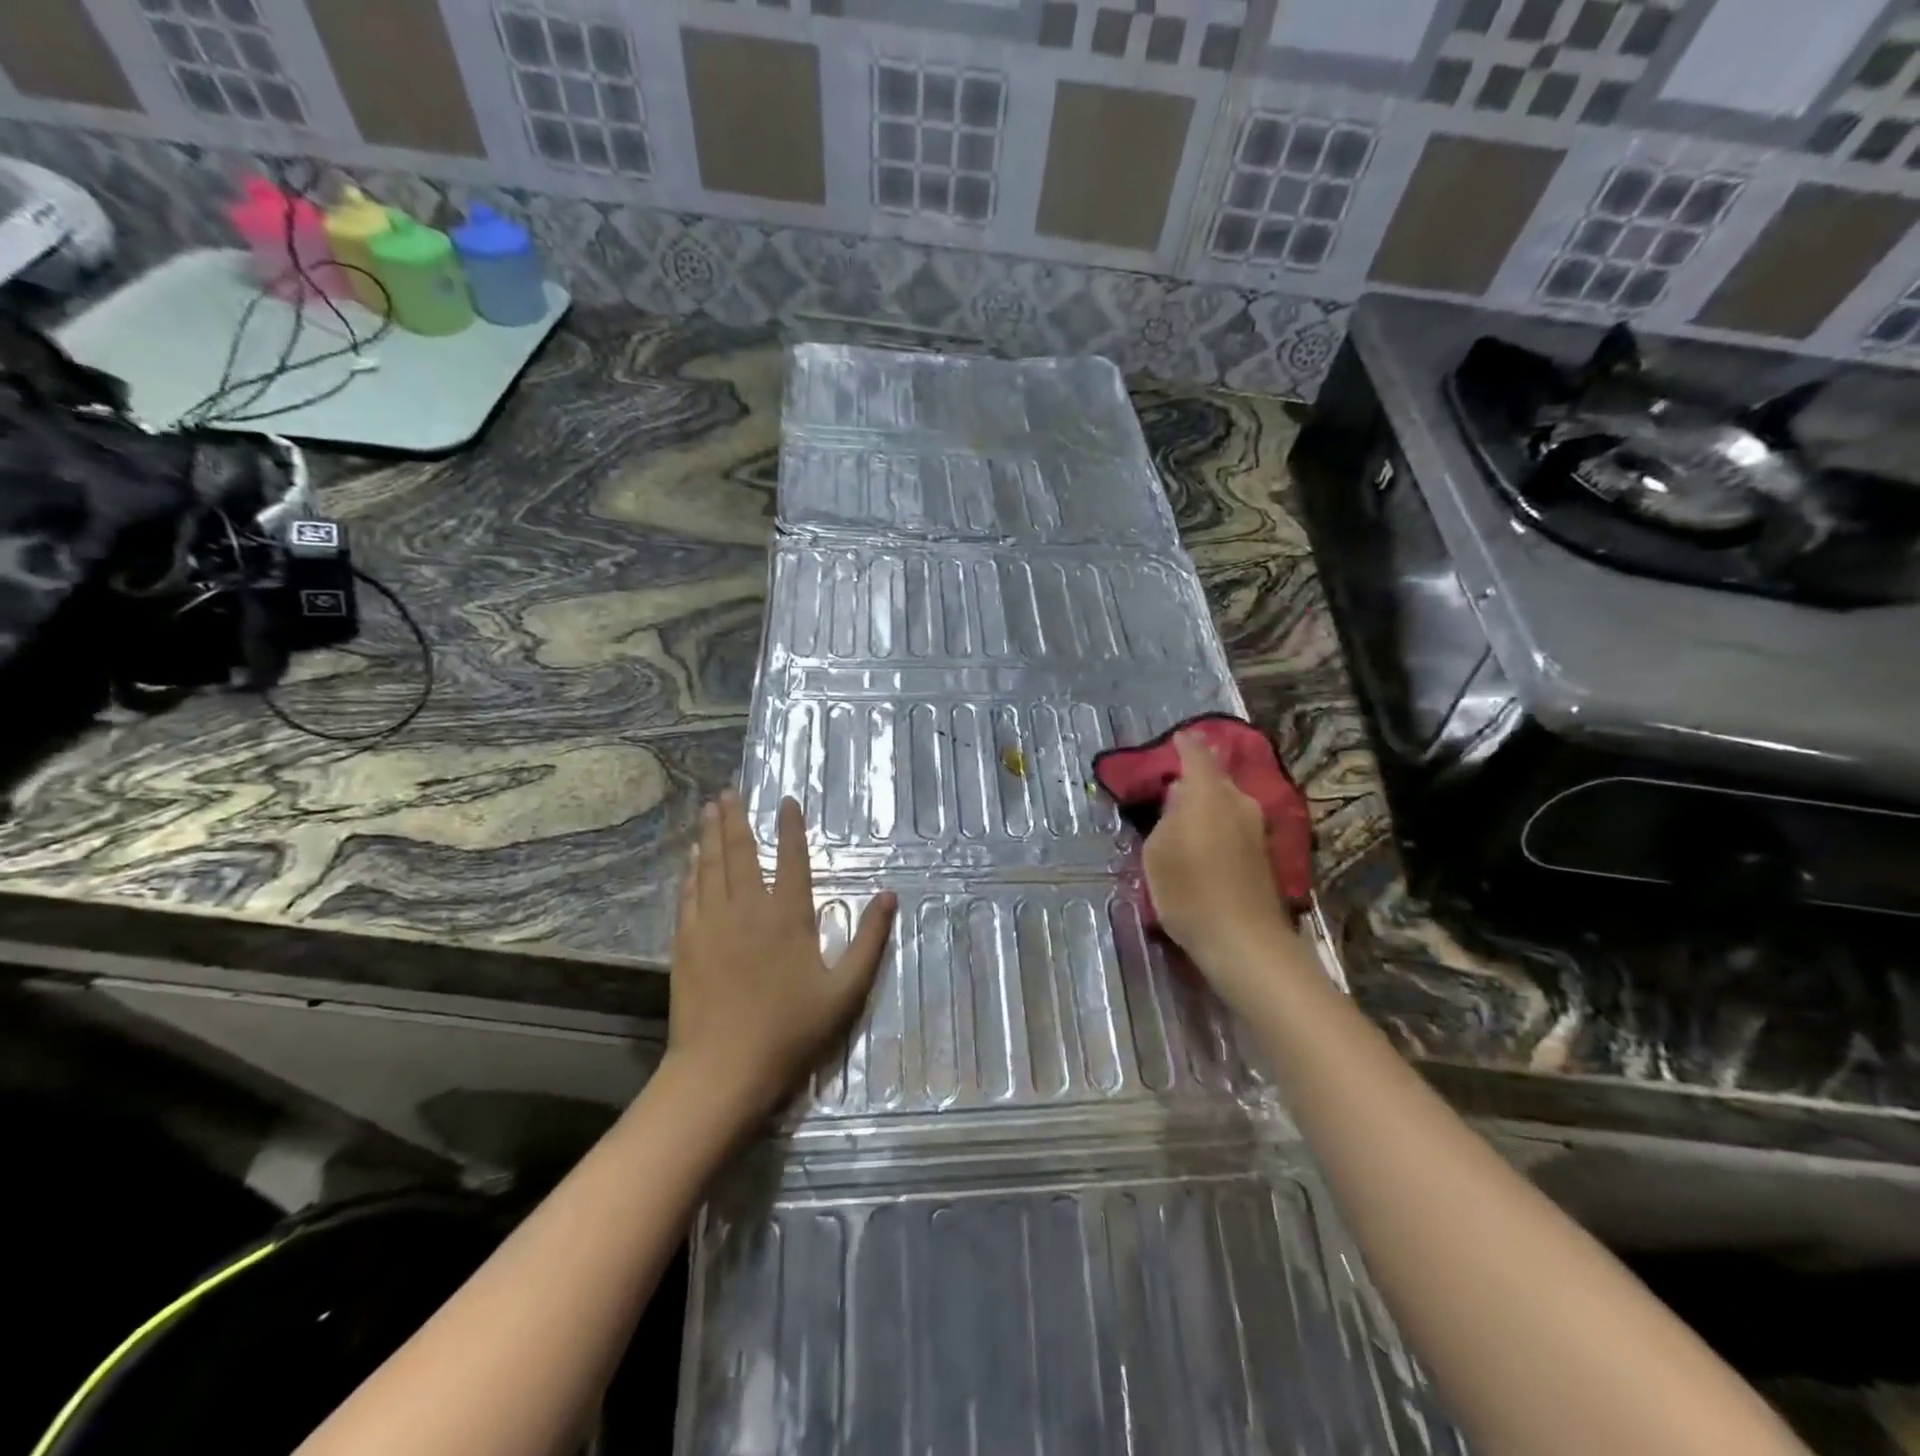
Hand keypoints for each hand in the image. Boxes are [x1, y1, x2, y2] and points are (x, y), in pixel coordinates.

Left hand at [666, 791, 895, 1124]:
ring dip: (710, 836)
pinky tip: (691, 861)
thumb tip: (888, 896)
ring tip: (708, 810)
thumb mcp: (846, 990)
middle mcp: (747, 909)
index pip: (792, 859)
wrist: (723, 1069)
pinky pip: (689, 895)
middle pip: (741, 853)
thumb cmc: (791, 1030)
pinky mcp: (686, 943)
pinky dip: (692, 872)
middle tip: (728, 792)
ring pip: (710, 867)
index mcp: (788, 916)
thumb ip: (870, 940)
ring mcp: (712, 924)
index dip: (791, 827)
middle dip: (735, 819)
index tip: (786, 800)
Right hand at [1141, 732, 1297, 1002]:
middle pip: (1214, 778)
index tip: (1175, 738)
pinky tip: (1200, 842)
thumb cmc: (1189, 891)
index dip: (1184, 744)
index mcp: (1208, 794)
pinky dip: (1216, 824)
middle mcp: (1238, 802)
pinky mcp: (1262, 853)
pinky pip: (1233, 823)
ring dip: (1205, 804)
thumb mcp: (1157, 851)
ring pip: (1225, 802)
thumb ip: (1167, 817)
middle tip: (1167, 788)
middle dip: (1193, 778)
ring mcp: (1255, 827)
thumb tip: (1180, 798)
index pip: (1196, 755)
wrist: (1244, 940)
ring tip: (1180, 817)